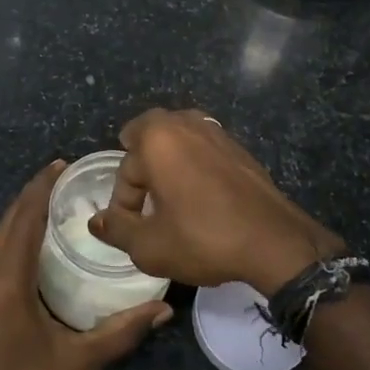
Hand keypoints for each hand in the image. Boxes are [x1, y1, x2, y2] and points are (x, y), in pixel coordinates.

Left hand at [0, 160, 172, 369]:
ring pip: (1, 233)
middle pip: (10, 218)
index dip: (42, 186)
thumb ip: (122, 331)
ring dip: (26, 212)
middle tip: (70, 178)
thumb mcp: (78, 362)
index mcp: (7, 278)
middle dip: (36, 193)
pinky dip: (18, 233)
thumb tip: (164, 307)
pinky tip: (42, 240)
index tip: (64, 163)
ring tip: (60, 201)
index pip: (25, 216)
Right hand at [89, 109, 344, 296]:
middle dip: (141, 166)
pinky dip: (195, 166)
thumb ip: (116, 229)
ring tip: (171, 199)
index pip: (125, 167)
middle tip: (146, 202)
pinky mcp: (238, 146)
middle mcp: (185, 123)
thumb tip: (96, 221)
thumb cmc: (204, 238)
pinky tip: (203, 198)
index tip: (133, 227)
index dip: (124, 201)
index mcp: (158, 138)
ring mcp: (216, 130)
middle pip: (149, 137)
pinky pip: (203, 148)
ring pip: (178, 139)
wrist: (274, 241)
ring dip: (168, 163)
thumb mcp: (149, 246)